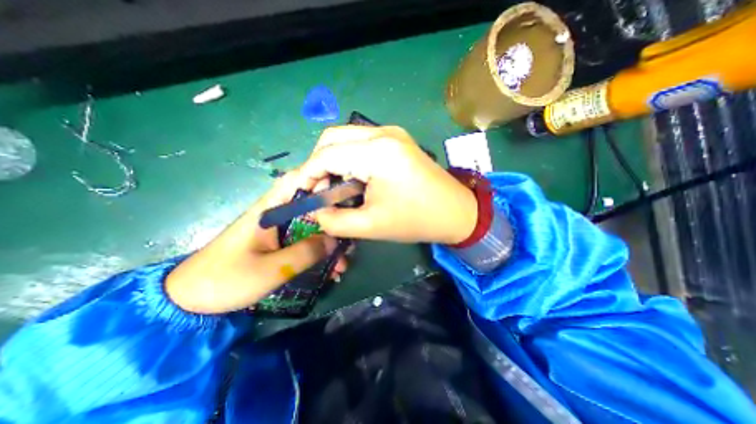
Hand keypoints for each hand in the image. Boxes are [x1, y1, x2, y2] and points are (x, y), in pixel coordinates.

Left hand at [166, 170, 346, 313]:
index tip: (344, 190)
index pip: (297, 182)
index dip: (321, 180)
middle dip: (333, 221)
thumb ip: (305, 253)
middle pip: (311, 207)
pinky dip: (319, 253)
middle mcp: (277, 215)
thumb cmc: (226, 280)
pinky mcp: (279, 245)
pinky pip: (305, 243)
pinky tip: (329, 271)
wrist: (191, 302)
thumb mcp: (271, 269)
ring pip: (312, 228)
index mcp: (270, 210)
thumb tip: (335, 240)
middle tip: (349, 237)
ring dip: (329, 243)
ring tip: (342, 265)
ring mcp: (279, 231)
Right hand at [298, 123, 472, 244]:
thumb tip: (313, 211)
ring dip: (332, 161)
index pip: (326, 155)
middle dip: (317, 165)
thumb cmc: (416, 220)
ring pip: (345, 139)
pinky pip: (361, 143)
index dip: (306, 174)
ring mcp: (392, 133)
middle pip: (332, 139)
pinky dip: (348, 159)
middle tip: (317, 191)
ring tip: (333, 188)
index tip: (297, 194)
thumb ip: (334, 220)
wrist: (456, 212)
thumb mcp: (371, 226)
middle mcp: (383, 132)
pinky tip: (352, 179)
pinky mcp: (396, 140)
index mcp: (378, 152)